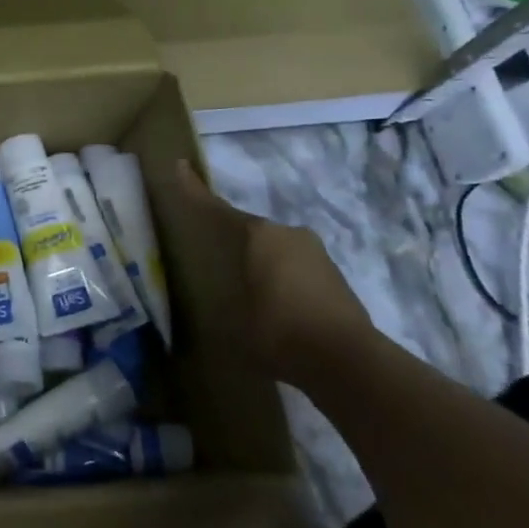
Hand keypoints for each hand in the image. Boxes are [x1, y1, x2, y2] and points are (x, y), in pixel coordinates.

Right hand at [173, 159, 378, 387]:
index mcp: (260, 235)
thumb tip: (214, 301)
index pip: (217, 209)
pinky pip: (297, 268)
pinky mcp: (336, 276)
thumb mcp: (234, 317)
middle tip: (215, 257)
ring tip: (246, 288)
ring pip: (277, 250)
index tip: (181, 166)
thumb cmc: (278, 330)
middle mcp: (289, 234)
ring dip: (262, 264)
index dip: (195, 190)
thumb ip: (223, 297)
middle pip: (252, 231)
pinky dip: (282, 279)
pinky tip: (276, 305)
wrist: (347, 361)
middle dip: (234, 241)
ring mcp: (317, 254)